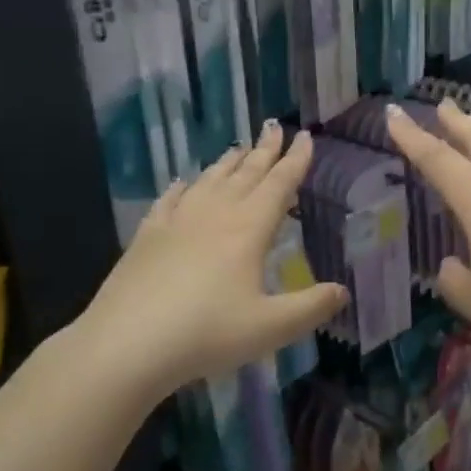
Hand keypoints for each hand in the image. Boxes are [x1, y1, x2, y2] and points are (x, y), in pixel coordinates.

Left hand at [70, 123, 345, 397]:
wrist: (126, 344)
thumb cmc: (207, 333)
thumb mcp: (271, 327)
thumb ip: (311, 307)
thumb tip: (343, 292)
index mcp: (248, 229)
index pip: (279, 184)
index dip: (295, 160)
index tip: (305, 136)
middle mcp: (215, 215)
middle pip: (245, 174)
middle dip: (264, 150)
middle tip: (275, 126)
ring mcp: (176, 222)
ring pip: (209, 181)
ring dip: (227, 163)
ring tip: (239, 148)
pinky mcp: (147, 236)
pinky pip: (169, 201)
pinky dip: (181, 188)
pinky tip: (182, 182)